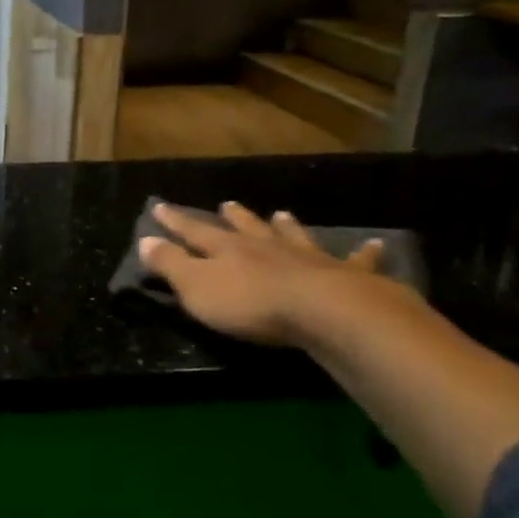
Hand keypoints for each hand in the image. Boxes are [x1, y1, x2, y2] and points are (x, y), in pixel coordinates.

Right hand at [139, 201, 386, 347]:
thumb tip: (144, 240)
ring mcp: (306, 258)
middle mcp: (265, 246)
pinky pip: (356, 261)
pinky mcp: (345, 276)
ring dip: (285, 227)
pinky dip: (364, 253)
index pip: (194, 231)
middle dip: (234, 218)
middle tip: (227, 205)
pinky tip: (375, 245)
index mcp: (227, 250)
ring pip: (292, 236)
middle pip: (245, 228)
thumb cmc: (251, 304)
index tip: (161, 207)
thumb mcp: (196, 287)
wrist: (324, 313)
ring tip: (282, 215)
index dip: (176, 221)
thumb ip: (171, 264)